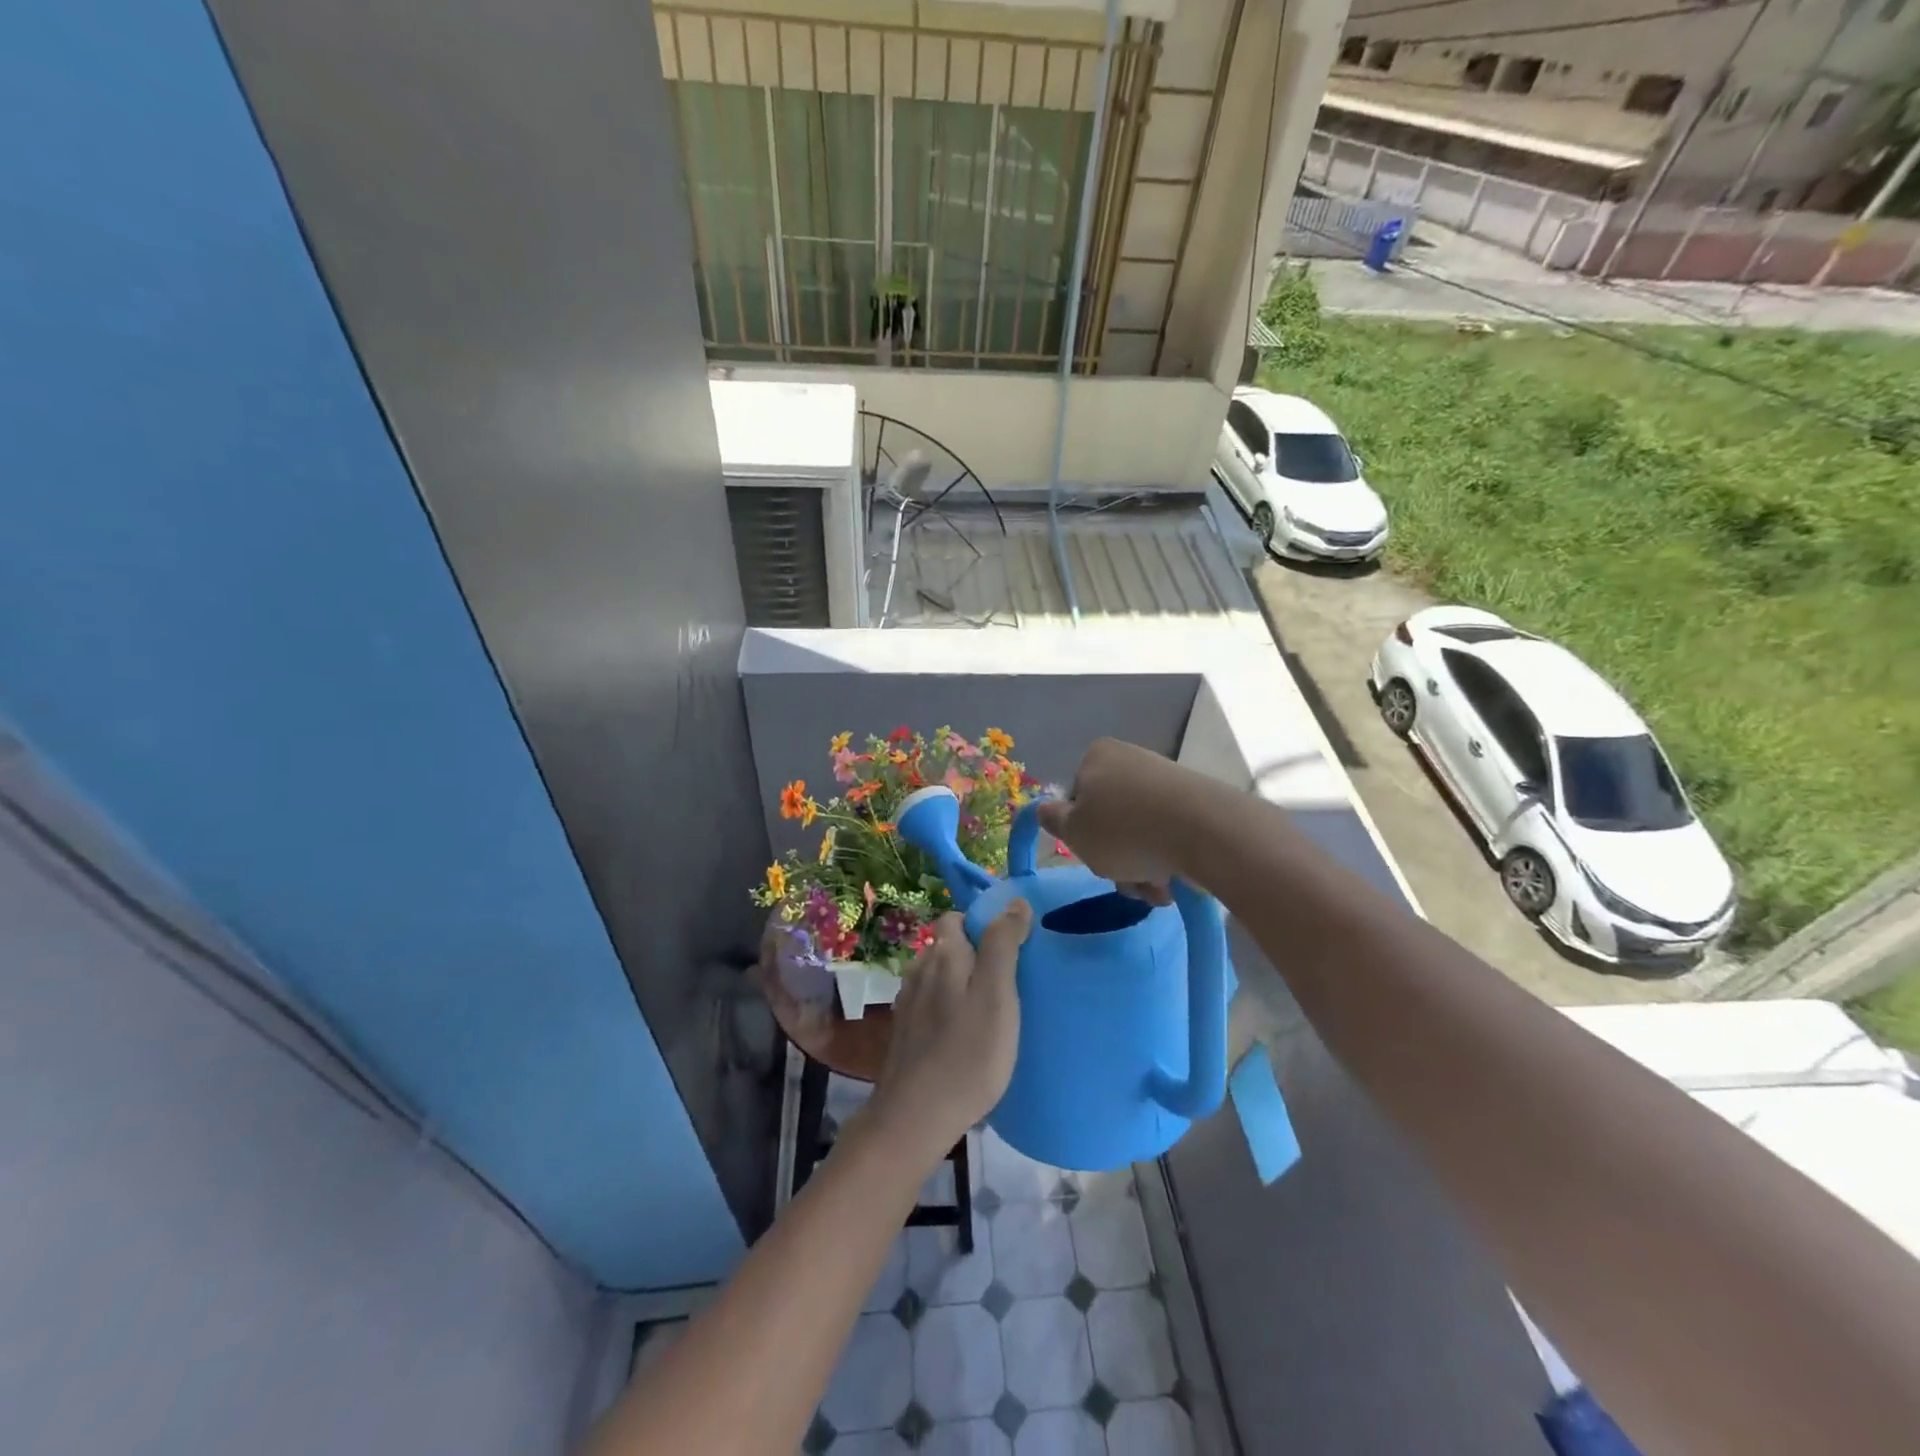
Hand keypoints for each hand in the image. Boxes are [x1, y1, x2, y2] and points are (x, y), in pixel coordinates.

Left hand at [869, 903, 1030, 1161]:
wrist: (915, 1116)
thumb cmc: (967, 1053)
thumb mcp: (997, 995)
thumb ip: (1003, 944)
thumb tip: (1014, 901)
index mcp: (944, 954)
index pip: (957, 918)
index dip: (982, 924)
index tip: (1011, 947)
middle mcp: (919, 968)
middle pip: (948, 946)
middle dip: (974, 954)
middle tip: (1007, 981)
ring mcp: (908, 1000)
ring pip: (938, 976)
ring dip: (960, 982)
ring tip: (989, 1008)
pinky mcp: (904, 1030)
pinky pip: (931, 1003)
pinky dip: (948, 1008)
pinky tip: (963, 1033)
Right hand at [1036, 738, 1188, 905]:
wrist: (1206, 831)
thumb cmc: (1125, 830)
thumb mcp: (1073, 832)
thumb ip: (1053, 820)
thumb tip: (1045, 808)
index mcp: (1097, 756)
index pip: (1076, 799)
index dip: (1080, 832)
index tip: (1092, 853)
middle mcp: (1131, 760)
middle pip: (1110, 819)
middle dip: (1115, 857)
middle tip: (1125, 878)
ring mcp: (1167, 781)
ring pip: (1140, 834)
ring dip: (1140, 868)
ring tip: (1154, 887)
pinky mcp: (1197, 802)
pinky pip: (1169, 836)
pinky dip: (1167, 861)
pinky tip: (1174, 881)